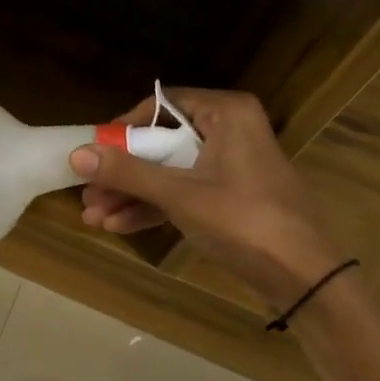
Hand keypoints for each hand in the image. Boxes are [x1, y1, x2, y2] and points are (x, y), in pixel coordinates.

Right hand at [70, 89, 343, 308]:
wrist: (303, 275)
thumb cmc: (243, 220)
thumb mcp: (179, 194)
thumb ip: (127, 173)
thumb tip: (75, 154)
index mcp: (225, 113)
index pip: (162, 105)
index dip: (124, 128)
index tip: (95, 153)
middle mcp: (228, 131)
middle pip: (160, 143)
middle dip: (121, 173)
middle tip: (87, 194)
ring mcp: (228, 166)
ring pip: (168, 172)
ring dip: (131, 194)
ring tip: (93, 218)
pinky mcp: (228, 197)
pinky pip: (182, 193)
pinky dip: (153, 207)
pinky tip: (118, 226)